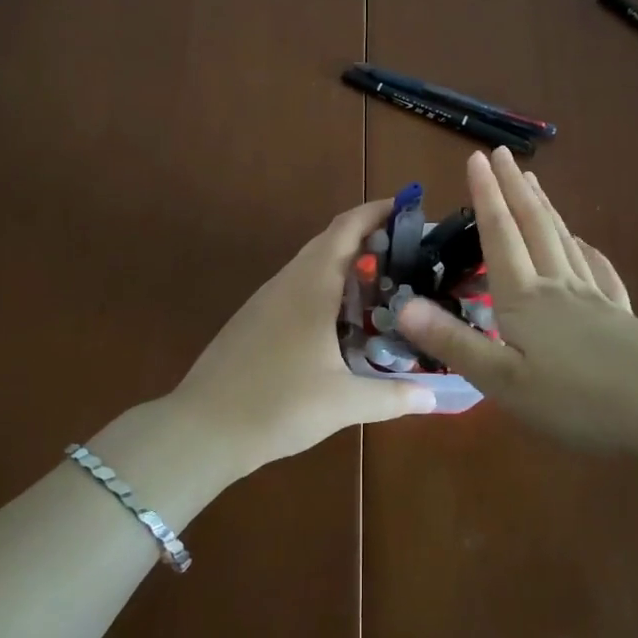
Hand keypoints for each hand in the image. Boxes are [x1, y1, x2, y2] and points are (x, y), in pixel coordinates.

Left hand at [170, 199, 437, 477]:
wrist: (203, 428)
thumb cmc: (277, 404)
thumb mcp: (343, 403)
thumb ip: (393, 397)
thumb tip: (435, 397)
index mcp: (311, 285)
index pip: (346, 228)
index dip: (377, 211)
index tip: (409, 209)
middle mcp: (288, 281)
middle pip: (331, 241)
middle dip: (369, 238)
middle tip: (410, 255)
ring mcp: (267, 299)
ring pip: (312, 265)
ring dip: (347, 265)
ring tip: (385, 285)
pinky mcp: (255, 319)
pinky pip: (298, 288)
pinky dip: (327, 288)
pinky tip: (343, 320)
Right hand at [396, 149, 637, 453]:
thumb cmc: (578, 401)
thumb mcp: (504, 381)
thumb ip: (453, 342)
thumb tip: (402, 306)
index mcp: (524, 298)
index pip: (500, 234)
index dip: (486, 195)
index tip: (477, 157)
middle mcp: (558, 286)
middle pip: (534, 225)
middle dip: (514, 188)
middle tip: (504, 154)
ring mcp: (594, 298)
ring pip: (563, 240)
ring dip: (545, 207)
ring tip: (534, 183)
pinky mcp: (621, 317)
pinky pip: (599, 270)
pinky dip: (586, 249)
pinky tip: (586, 245)